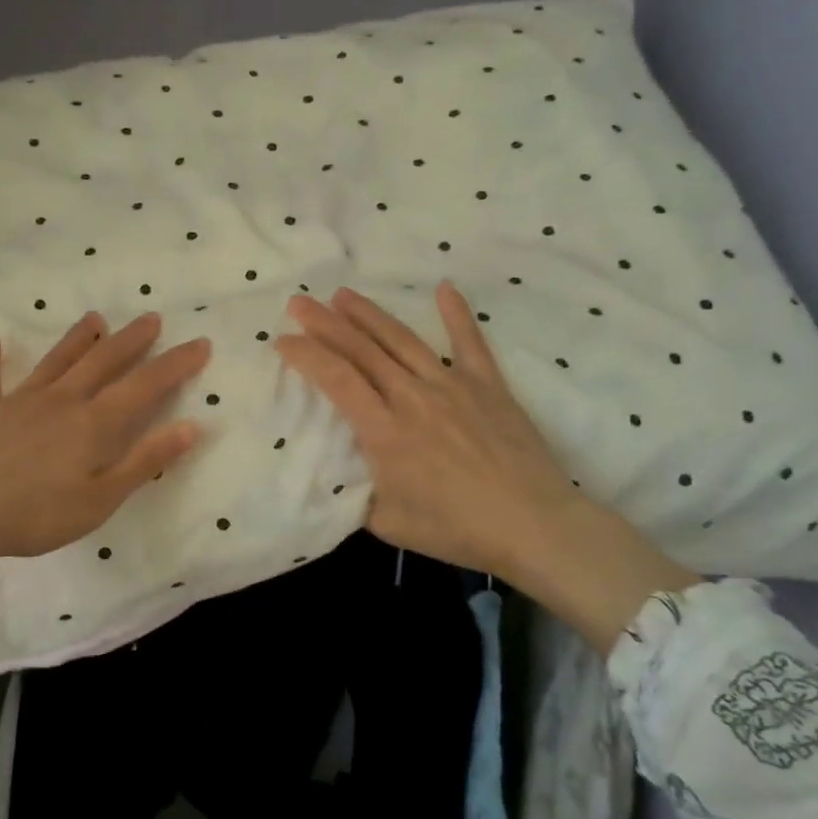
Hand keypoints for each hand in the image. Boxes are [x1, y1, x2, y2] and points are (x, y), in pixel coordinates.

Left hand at [0, 312, 209, 573]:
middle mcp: (61, 400)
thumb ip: (144, 461)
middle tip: (151, 318)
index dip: (175, 364)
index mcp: (93, 423)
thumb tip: (190, 426)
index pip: (145, 385)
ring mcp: (19, 401)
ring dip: (77, 339)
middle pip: (102, 361)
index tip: (200, 343)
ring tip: (95, 318)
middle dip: (131, 340)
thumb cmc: (34, 514)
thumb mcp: (100, 499)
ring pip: (56, 361)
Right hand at [277, 283, 695, 649]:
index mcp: (385, 430)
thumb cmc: (458, 530)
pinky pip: (470, 343)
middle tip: (298, 302)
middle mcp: (413, 397)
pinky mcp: (488, 386)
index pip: (335, 379)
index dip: (305, 355)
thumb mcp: (389, 524)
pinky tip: (445, 288)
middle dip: (325, 323)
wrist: (535, 526)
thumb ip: (358, 496)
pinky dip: (456, 314)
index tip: (281, 341)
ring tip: (343, 294)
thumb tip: (341, 478)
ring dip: (370, 314)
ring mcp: (453, 385)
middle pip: (362, 349)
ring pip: (403, 340)